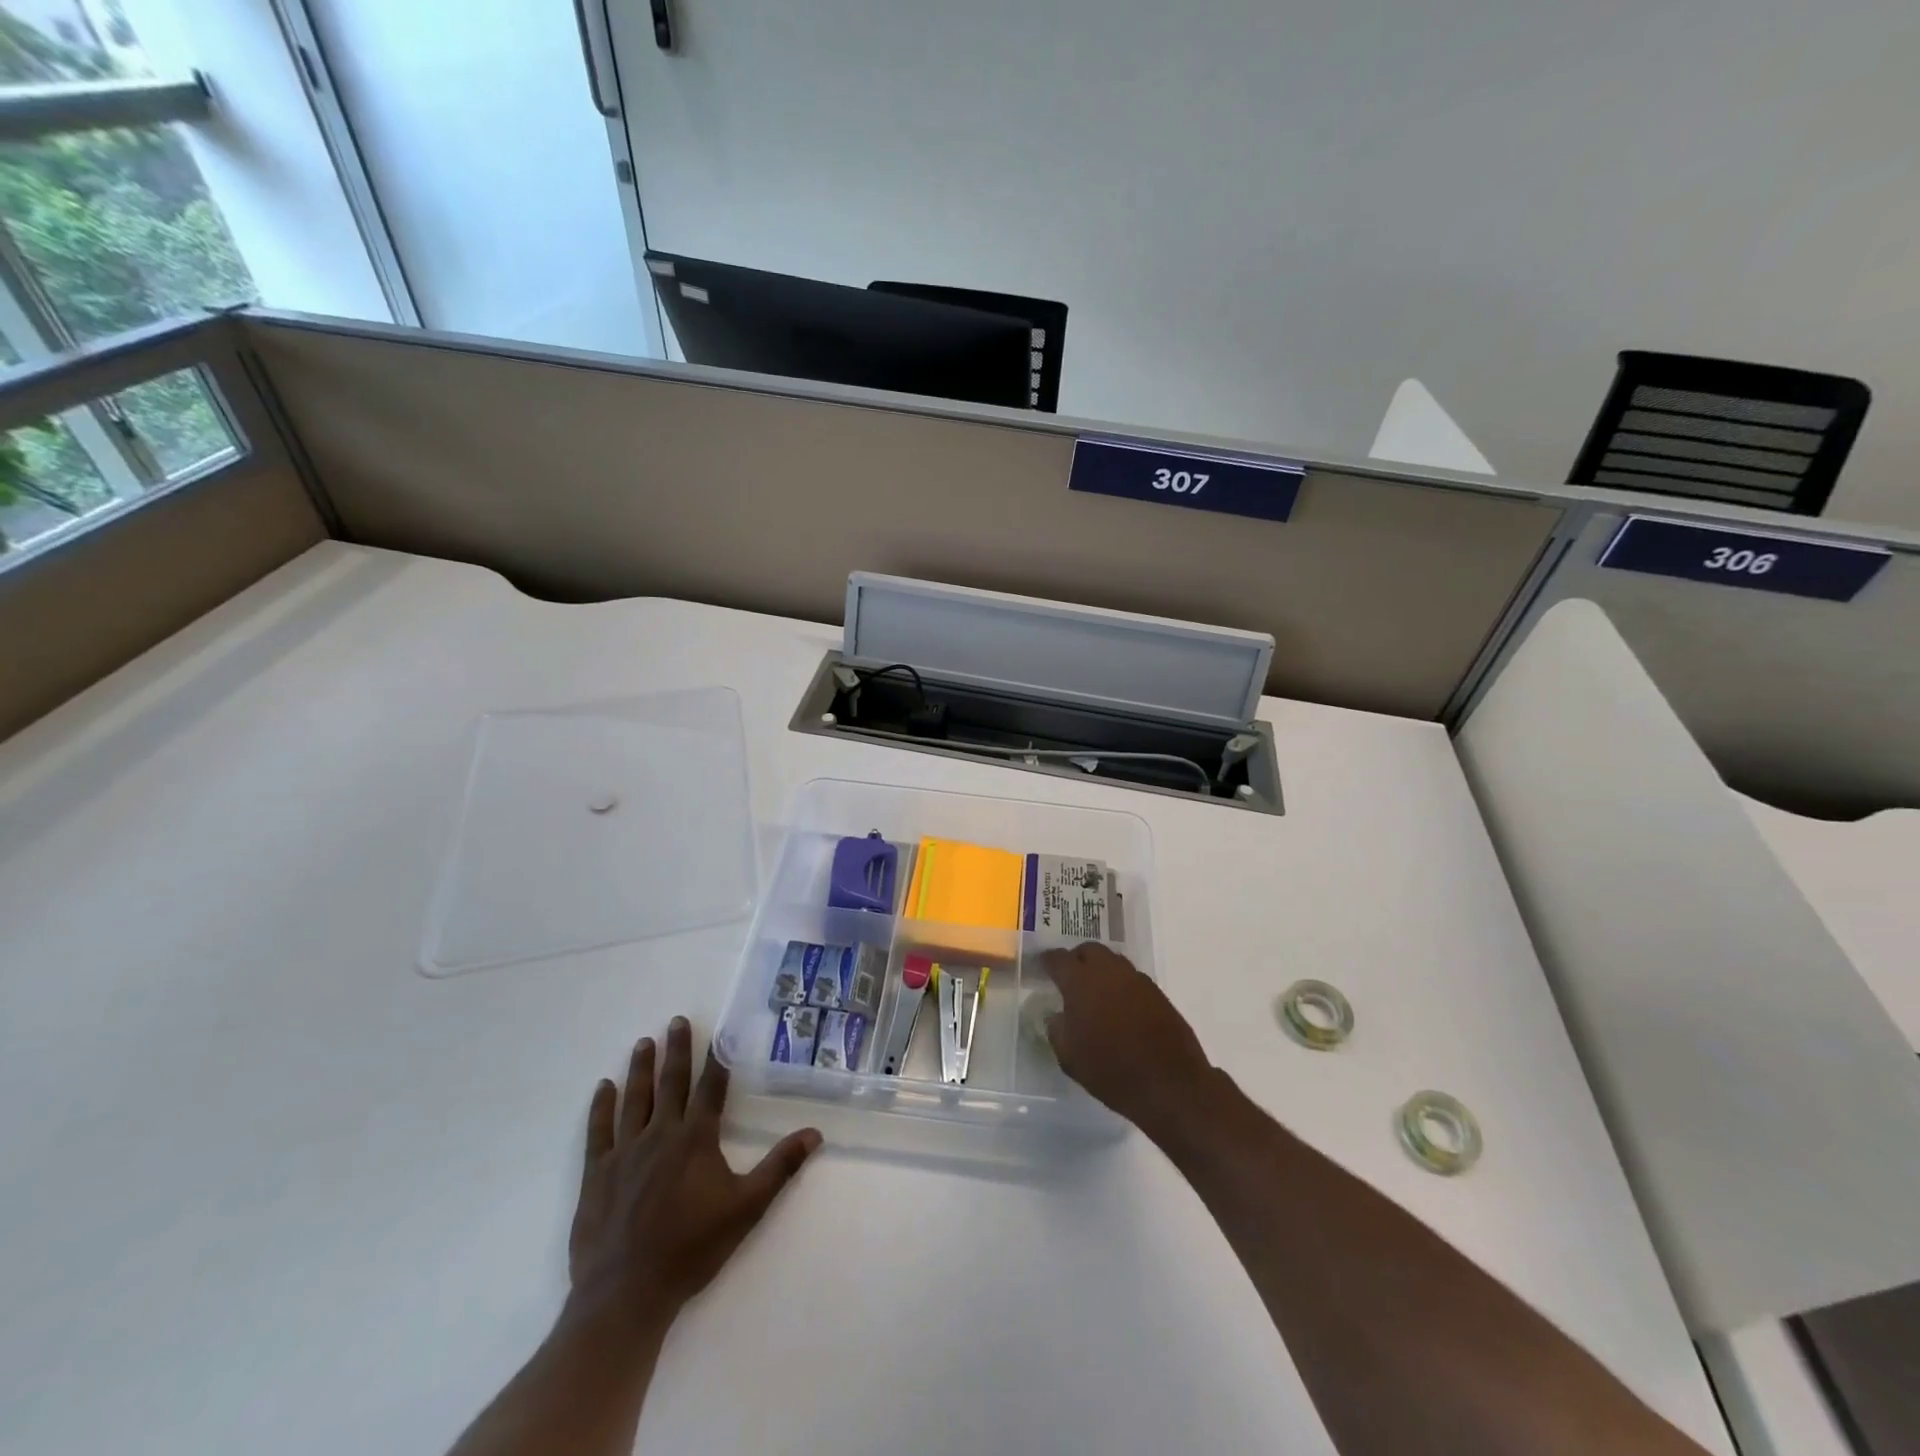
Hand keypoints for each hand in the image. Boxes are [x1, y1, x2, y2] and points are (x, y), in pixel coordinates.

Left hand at [567, 1017, 821, 1334]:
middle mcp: (660, 1134)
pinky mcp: (596, 1174)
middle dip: (676, 1050)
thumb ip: (780, 1167)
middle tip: (676, 1020)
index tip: (718, 1032)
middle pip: (670, 1083)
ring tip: (644, 1042)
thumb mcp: (747, 1208)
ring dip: (640, 1068)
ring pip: (634, 1098)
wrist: (626, 1294)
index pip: (710, 1088)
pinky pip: (598, 1131)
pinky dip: (601, 1106)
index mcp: (696, 1138)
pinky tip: (603, 1087)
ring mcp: (624, 1152)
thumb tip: (815, 1133)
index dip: (716, 1059)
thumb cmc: (692, 1249)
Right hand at [1038, 942, 1215, 1141]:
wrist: (1170, 1084)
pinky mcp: (1157, 993)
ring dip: (1100, 969)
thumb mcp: (1070, 1058)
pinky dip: (1120, 984)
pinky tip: (1119, 1006)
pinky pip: (1131, 978)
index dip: (1048, 960)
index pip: (1058, 959)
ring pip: (1112, 961)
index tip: (1042, 965)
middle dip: (1077, 958)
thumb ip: (1057, 1030)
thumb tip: (1056, 1015)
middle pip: (1089, 950)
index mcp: (1081, 983)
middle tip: (1070, 976)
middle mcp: (1109, 972)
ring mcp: (1136, 980)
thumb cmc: (1111, 1071)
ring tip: (1095, 991)